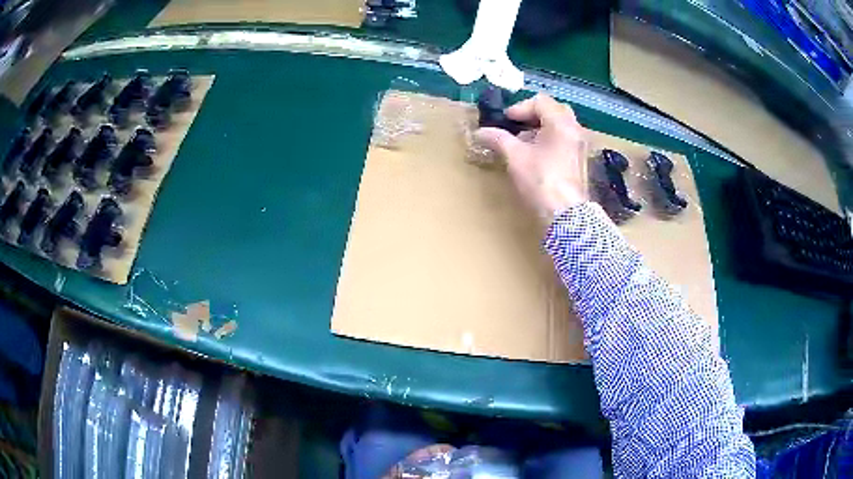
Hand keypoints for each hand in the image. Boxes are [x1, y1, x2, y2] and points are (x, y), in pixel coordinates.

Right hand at [475, 94, 588, 221]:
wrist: (566, 215)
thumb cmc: (541, 180)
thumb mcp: (515, 156)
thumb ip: (498, 139)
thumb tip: (480, 132)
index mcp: (561, 123)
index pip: (540, 101)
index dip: (519, 108)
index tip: (505, 121)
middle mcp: (575, 129)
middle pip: (553, 110)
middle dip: (532, 115)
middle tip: (516, 126)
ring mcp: (580, 145)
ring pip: (559, 126)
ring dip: (540, 128)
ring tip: (523, 142)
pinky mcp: (579, 160)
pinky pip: (564, 139)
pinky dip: (549, 139)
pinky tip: (536, 155)